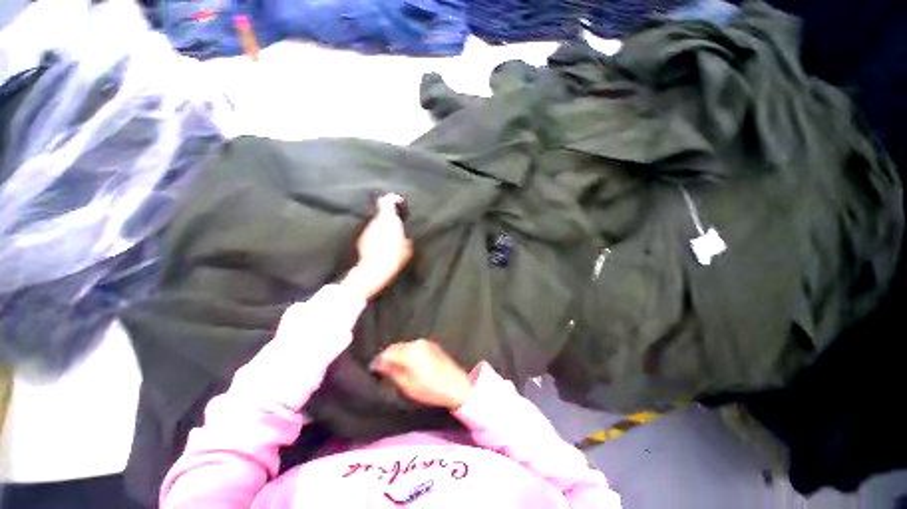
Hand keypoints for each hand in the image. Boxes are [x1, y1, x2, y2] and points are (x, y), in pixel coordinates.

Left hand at [342, 193, 412, 299]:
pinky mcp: (362, 239)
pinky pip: (372, 230)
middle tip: (397, 218)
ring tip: (391, 232)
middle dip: (389, 213)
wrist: (374, 270)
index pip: (387, 201)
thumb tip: (403, 235)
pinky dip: (378, 232)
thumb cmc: (394, 258)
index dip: (394, 199)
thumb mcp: (407, 246)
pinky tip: (382, 242)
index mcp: (388, 220)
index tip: (399, 202)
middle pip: (381, 210)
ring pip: (377, 221)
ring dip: (384, 223)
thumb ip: (404, 235)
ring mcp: (367, 230)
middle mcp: (376, 222)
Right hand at [370, 339, 472, 409]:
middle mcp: (416, 343)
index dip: (378, 361)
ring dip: (398, 354)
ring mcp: (425, 342)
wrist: (457, 385)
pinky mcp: (432, 345)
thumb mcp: (407, 385)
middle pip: (396, 347)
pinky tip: (409, 364)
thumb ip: (392, 372)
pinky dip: (408, 353)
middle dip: (388, 357)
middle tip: (383, 370)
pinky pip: (414, 347)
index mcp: (409, 352)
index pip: (387, 352)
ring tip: (396, 368)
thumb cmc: (430, 389)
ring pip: (405, 346)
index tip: (374, 370)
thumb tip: (379, 364)